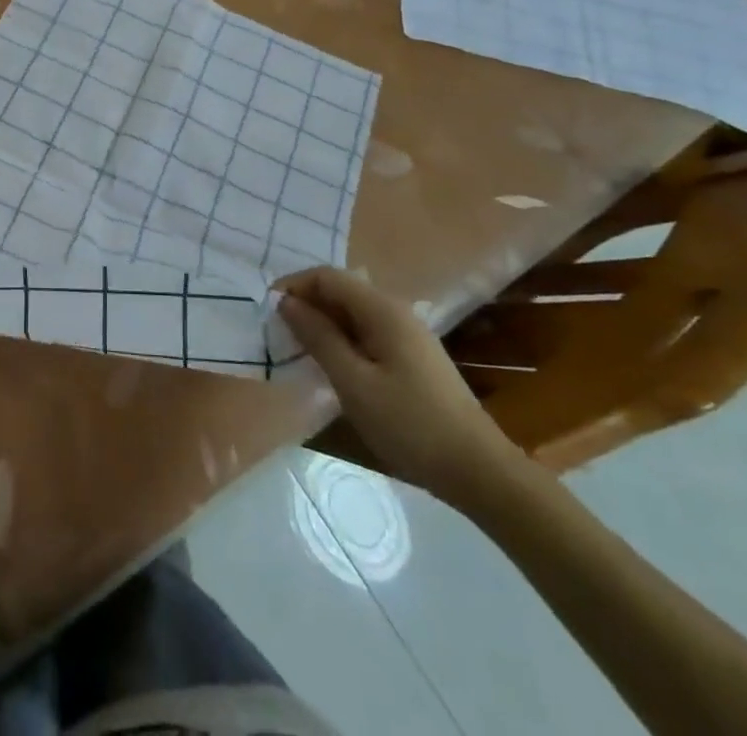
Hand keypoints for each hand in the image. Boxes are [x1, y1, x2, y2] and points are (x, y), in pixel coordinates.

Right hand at [278, 267, 521, 508]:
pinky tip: (332, 366)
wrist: (478, 470)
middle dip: (306, 304)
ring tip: (298, 350)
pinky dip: (342, 339)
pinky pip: (366, 332)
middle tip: (279, 334)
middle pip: (341, 290)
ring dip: (322, 323)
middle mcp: (395, 311)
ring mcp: (407, 333)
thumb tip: (286, 302)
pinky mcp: (412, 356)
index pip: (327, 276)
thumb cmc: (410, 424)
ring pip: (352, 312)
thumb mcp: (353, 382)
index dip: (294, 286)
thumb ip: (318, 337)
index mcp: (382, 309)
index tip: (268, 313)